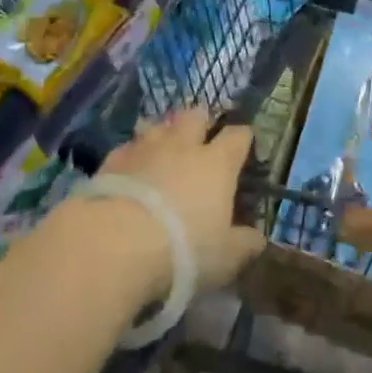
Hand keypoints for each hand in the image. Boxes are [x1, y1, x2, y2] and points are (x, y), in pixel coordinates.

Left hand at [97, 106, 265, 294]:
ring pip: (158, 124)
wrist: (117, 244)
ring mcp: (145, 148)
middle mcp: (183, 146)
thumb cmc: (184, 249)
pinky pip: (127, 146)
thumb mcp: (226, 257)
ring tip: (162, 145)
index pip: (238, 136)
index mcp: (217, 163)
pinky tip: (130, 166)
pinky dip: (132, 153)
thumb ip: (245, 244)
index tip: (243, 144)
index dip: (242, 137)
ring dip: (163, 131)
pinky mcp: (113, 159)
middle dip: (200, 120)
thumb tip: (258, 238)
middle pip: (195, 115)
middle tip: (199, 136)